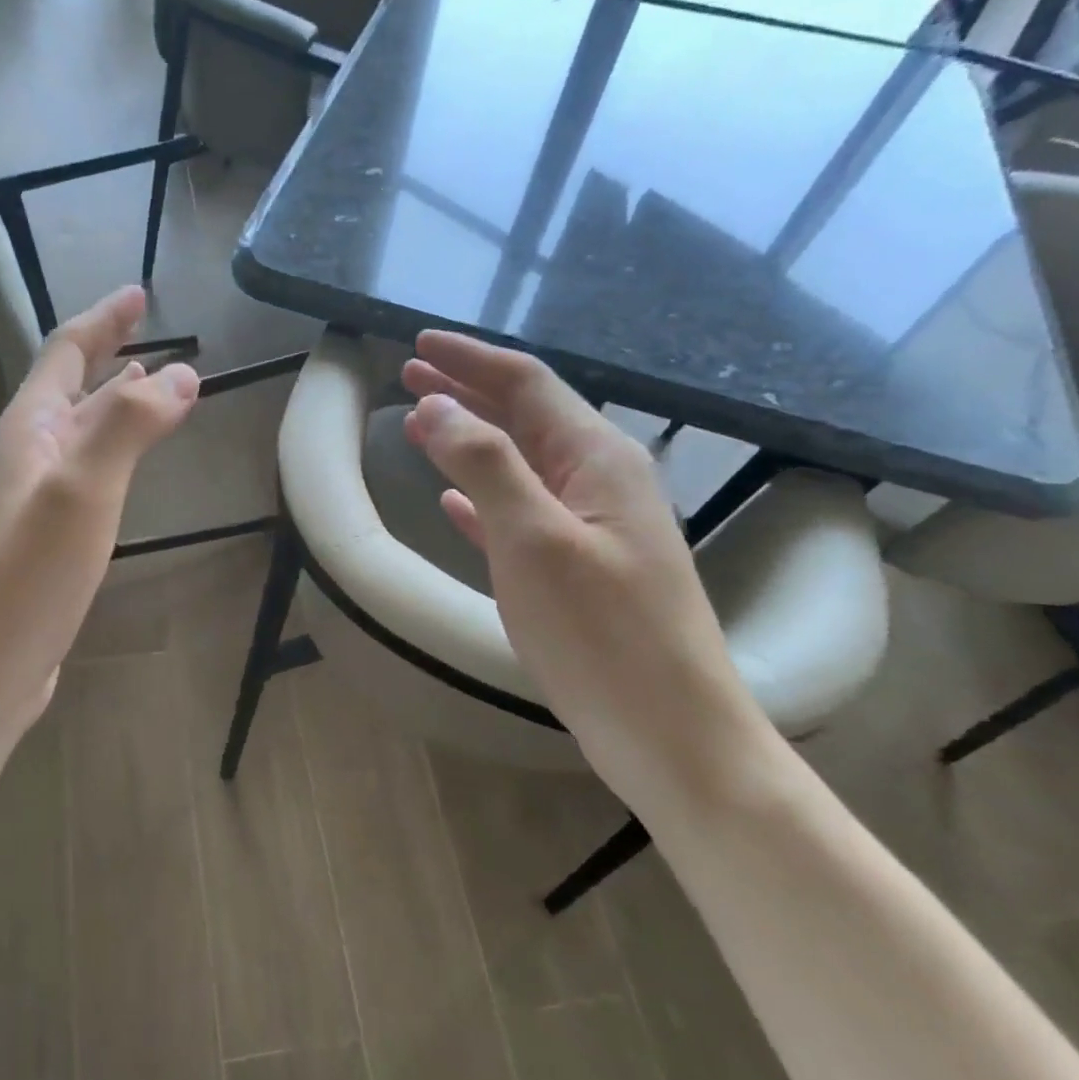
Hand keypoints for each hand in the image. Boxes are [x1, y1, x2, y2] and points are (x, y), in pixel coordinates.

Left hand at [0, 286, 198, 727]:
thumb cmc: (27, 576)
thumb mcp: (83, 490)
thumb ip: (129, 425)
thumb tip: (183, 373)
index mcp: (29, 429)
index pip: (66, 352)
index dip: (103, 320)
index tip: (139, 293)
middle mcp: (27, 453)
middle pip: (71, 386)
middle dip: (110, 353)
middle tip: (150, 332)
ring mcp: (34, 496)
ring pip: (80, 430)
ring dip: (114, 400)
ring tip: (153, 384)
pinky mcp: (46, 535)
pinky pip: (87, 469)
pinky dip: (114, 448)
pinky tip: (130, 462)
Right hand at [401, 331, 759, 779]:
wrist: (670, 734)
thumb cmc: (601, 633)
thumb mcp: (534, 539)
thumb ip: (484, 464)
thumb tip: (434, 405)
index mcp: (598, 459)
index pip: (526, 383)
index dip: (469, 359)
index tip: (418, 345)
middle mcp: (601, 480)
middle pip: (524, 416)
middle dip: (466, 391)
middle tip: (408, 376)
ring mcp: (592, 527)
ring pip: (520, 463)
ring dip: (469, 440)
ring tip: (419, 426)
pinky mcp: (579, 568)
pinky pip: (522, 512)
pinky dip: (483, 497)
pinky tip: (452, 503)